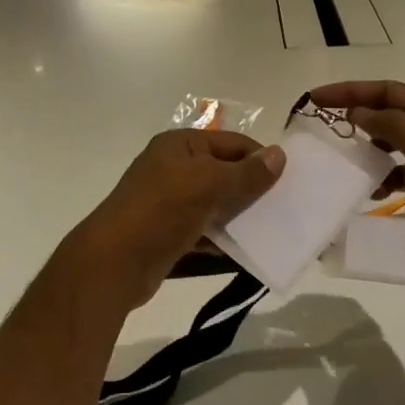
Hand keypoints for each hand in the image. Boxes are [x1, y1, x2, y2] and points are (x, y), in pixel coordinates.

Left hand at [64, 130, 284, 309]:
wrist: (115, 262)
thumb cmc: (162, 210)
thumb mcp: (209, 184)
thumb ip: (247, 173)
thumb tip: (280, 155)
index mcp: (179, 144)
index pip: (231, 143)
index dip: (259, 159)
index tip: (289, 181)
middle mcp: (173, 167)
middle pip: (224, 172)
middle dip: (252, 190)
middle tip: (285, 208)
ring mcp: (169, 201)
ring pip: (215, 204)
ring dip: (240, 217)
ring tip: (273, 232)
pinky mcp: (169, 233)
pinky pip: (204, 230)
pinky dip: (223, 239)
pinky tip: (246, 253)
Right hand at [306, 81, 404, 320]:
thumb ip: (392, 123)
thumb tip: (361, 113)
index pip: (394, 91)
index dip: (354, 89)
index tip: (317, 98)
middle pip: (400, 110)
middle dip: (365, 107)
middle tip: (332, 116)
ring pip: (400, 141)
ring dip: (374, 139)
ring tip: (349, 150)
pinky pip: (402, 173)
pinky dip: (383, 173)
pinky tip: (371, 188)